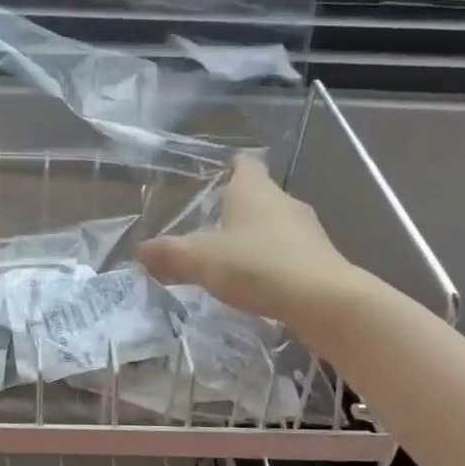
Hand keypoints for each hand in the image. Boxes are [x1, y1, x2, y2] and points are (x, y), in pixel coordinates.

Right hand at [137, 156, 351, 334]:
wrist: (324, 301)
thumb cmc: (257, 265)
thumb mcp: (200, 260)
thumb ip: (169, 254)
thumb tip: (140, 251)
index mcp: (254, 190)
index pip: (244, 164)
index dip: (231, 166)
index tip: (218, 175)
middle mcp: (284, 202)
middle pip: (260, 195)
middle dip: (239, 206)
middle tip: (212, 224)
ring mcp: (307, 230)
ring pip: (276, 224)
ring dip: (257, 236)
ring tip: (232, 257)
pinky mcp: (320, 259)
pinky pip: (290, 252)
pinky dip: (274, 261)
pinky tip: (259, 282)